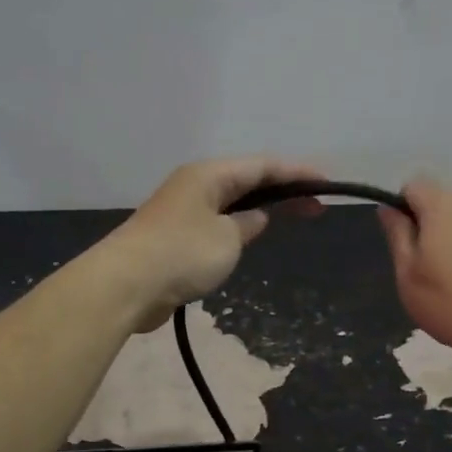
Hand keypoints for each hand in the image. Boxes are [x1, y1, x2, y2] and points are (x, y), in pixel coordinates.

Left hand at [102, 157, 325, 331]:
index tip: (326, 183)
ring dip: (260, 208)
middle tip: (317, 206)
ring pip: (230, 203)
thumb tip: (256, 217)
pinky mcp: (174, 238)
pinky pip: (216, 224)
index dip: (297, 173)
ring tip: (290, 217)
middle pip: (247, 181)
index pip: (262, 166)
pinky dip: (238, 227)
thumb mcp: (227, 239)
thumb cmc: (181, 254)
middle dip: (283, 190)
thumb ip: (248, 224)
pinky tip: (250, 237)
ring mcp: (182, 211)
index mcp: (209, 175)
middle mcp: (194, 186)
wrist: (125, 285)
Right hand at [379, 177, 451, 363]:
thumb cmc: (450, 306)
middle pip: (449, 201)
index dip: (405, 208)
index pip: (415, 187)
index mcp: (441, 207)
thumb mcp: (408, 276)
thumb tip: (389, 207)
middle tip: (435, 265)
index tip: (404, 239)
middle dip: (438, 224)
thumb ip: (398, 236)